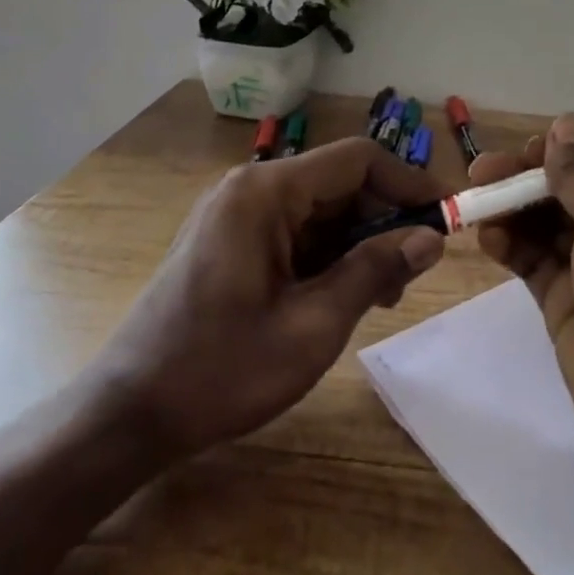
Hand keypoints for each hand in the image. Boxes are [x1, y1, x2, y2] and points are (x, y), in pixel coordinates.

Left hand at [99, 138, 446, 459]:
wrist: (127, 414)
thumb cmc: (221, 370)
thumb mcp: (313, 325)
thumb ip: (375, 271)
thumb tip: (430, 238)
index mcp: (265, 193)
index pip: (357, 160)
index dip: (408, 184)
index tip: (446, 219)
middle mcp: (249, 188)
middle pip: (339, 184)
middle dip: (384, 221)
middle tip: (413, 273)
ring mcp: (235, 214)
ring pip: (319, 211)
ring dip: (358, 244)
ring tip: (383, 295)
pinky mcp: (229, 240)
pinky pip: (294, 232)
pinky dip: (327, 256)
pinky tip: (343, 296)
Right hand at [472, 115, 573, 487]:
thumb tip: (564, 123)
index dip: (564, 151)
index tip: (526, 150)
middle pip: (567, 189)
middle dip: (525, 178)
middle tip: (481, 172)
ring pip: (544, 224)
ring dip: (511, 210)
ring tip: (475, 201)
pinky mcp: (566, 302)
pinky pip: (533, 262)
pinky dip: (510, 247)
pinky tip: (487, 237)